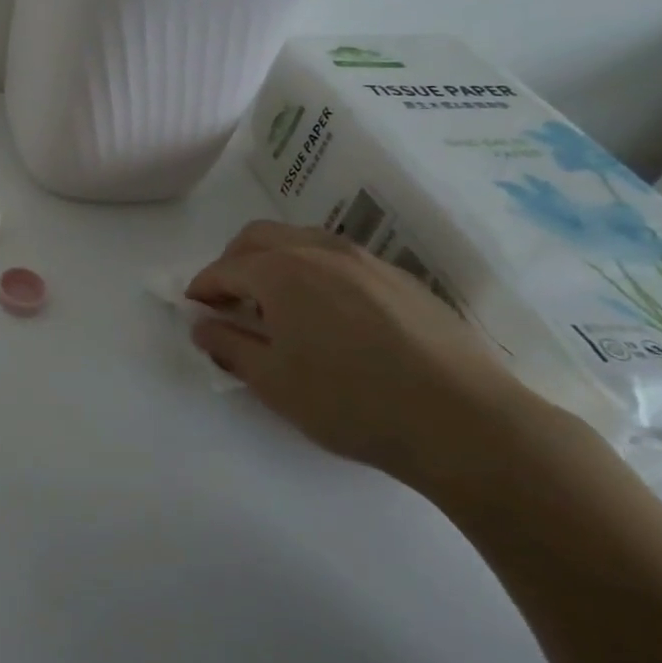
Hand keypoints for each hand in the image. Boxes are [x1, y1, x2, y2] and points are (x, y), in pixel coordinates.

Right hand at [187, 221, 562, 490]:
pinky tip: (330, 315)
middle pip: (259, 238)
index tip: (195, 311)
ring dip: (276, 262)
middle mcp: (319, 251)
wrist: (466, 423)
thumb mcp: (273, 382)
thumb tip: (203, 325)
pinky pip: (341, 259)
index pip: (224, 269)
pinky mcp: (402, 279)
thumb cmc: (352, 402)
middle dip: (234, 263)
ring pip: (302, 241)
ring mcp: (366, 261)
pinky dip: (316, 272)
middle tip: (230, 301)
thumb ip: (228, 346)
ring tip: (278, 305)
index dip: (202, 288)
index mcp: (281, 271)